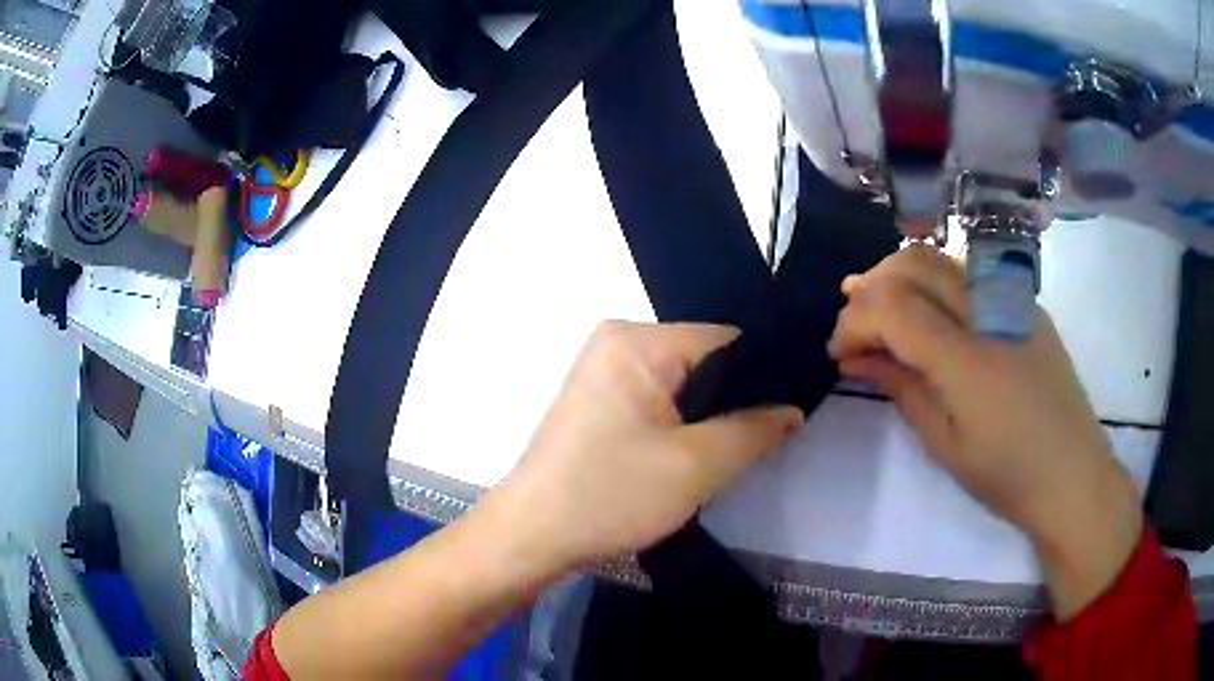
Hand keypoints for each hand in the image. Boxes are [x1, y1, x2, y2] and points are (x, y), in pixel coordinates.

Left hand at [493, 321, 803, 572]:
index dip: (764, 373)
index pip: (725, 339)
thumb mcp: (696, 466)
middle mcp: (617, 341)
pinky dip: (681, 424)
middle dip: (736, 399)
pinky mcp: (598, 401)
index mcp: (636, 340)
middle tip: (768, 437)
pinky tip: (697, 453)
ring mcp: (603, 371)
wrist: (532, 535)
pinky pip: (657, 400)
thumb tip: (792, 409)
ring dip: (709, 416)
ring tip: (737, 449)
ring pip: (682, 384)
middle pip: (703, 360)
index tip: (792, 408)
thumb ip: (754, 431)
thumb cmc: (609, 495)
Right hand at [827, 245, 1142, 617]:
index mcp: (964, 357)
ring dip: (900, 277)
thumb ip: (900, 387)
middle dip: (871, 287)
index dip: (853, 322)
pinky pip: (969, 272)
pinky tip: (932, 314)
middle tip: (856, 326)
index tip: (839, 352)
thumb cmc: (1006, 474)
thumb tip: (856, 358)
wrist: (1073, 474)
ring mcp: (1010, 298)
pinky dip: (935, 281)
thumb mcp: (944, 443)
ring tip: (885, 313)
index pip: (890, 305)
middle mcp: (986, 310)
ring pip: (940, 258)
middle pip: (912, 263)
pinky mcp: (1025, 302)